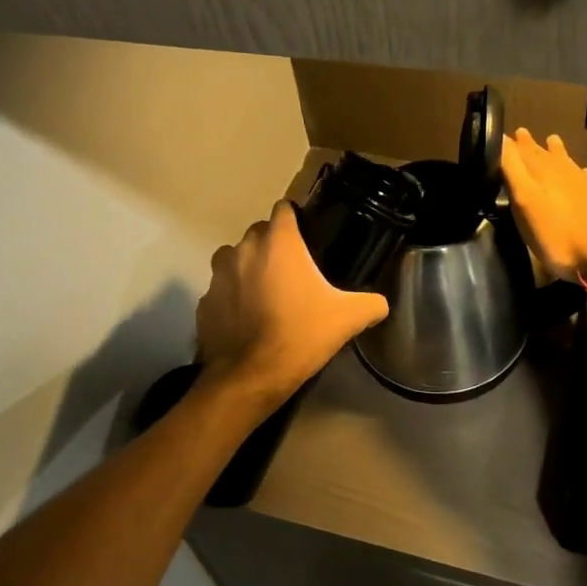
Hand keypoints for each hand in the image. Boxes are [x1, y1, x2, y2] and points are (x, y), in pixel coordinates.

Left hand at [196, 201, 389, 403]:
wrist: (251, 376)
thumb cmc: (301, 335)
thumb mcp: (348, 319)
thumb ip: (371, 304)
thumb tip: (382, 304)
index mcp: (279, 243)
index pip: (284, 209)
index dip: (295, 218)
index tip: (307, 235)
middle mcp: (244, 250)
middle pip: (259, 233)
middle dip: (273, 245)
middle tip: (292, 270)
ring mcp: (218, 276)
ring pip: (233, 258)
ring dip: (247, 267)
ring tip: (265, 291)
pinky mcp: (204, 302)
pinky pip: (220, 290)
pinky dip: (231, 298)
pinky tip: (245, 318)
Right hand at [501, 129, 586, 282]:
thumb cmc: (558, 234)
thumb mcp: (525, 202)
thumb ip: (513, 170)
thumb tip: (500, 138)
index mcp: (541, 171)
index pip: (519, 150)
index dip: (507, 143)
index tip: (498, 134)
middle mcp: (561, 171)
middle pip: (542, 153)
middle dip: (529, 144)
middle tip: (521, 133)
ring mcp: (581, 184)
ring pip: (564, 161)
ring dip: (555, 151)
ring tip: (551, 139)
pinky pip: (583, 177)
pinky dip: (577, 171)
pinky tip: (581, 171)